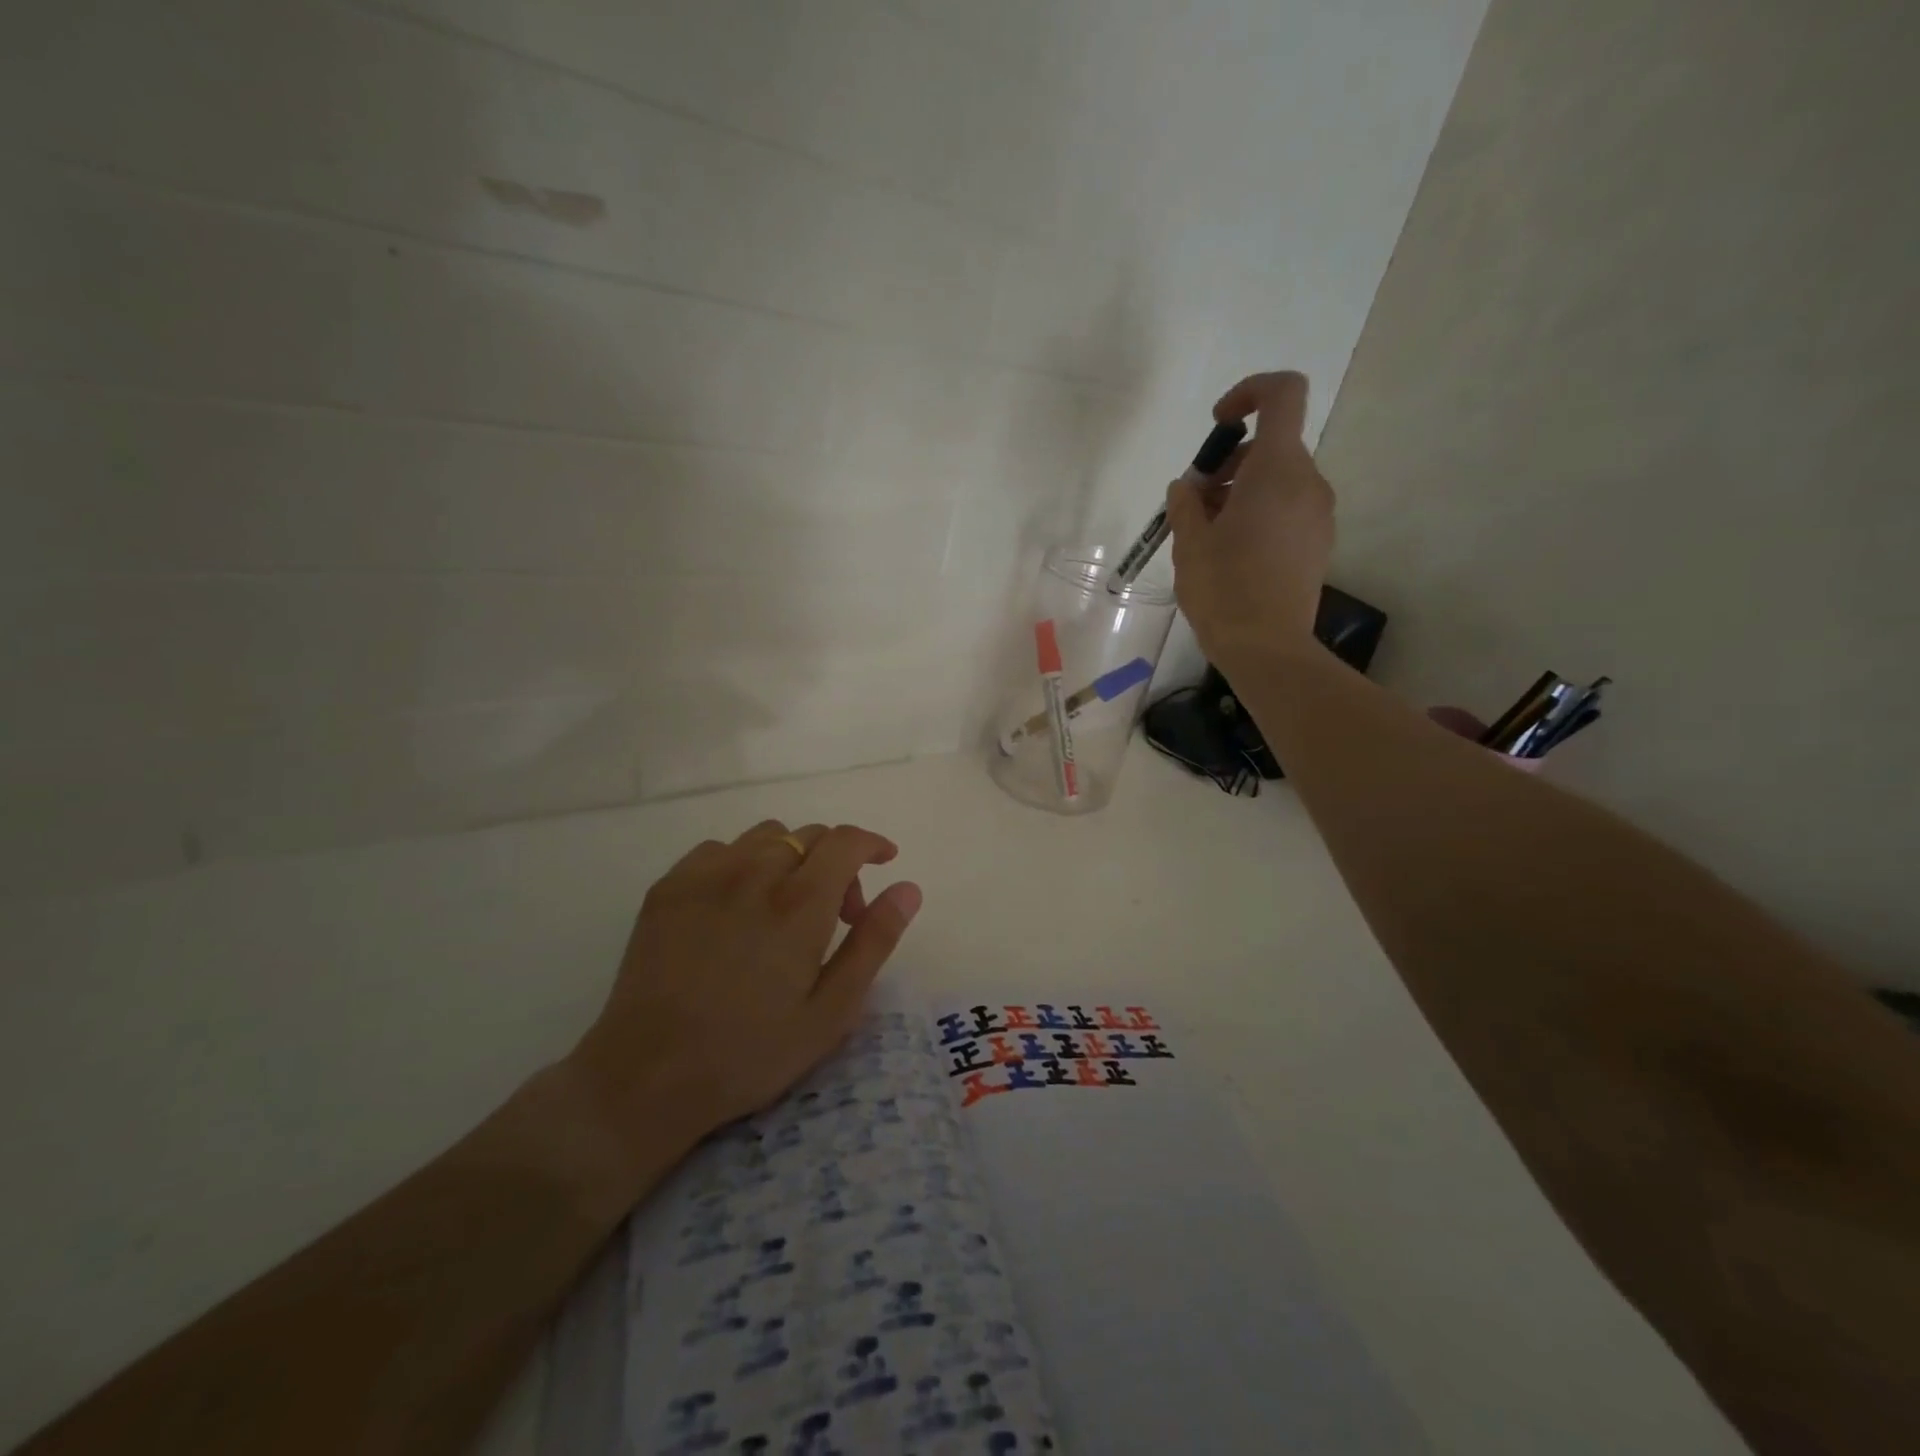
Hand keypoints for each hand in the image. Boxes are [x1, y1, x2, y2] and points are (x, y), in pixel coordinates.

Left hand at [570, 820, 921, 1147]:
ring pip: (765, 836)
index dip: (872, 843)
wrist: (647, 1077)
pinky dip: (744, 863)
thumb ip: (873, 941)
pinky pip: (720, 850)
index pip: (845, 841)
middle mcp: (754, 873)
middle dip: (836, 862)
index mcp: (800, 904)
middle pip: (808, 836)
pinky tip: (738, 906)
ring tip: (785, 906)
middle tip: (835, 915)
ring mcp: (705, 875)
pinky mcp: (668, 887)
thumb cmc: (750, 1052)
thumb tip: (908, 888)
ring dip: (791, 858)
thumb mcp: (831, 1011)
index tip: (884, 859)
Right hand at [1165, 371, 1334, 670]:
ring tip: (1208, 535)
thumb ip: (1186, 503)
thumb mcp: (1190, 542)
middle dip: (1230, 465)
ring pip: (1278, 480)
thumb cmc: (1223, 588)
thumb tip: (1188, 487)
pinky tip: (1232, 554)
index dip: (1248, 393)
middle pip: (1272, 445)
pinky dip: (1259, 514)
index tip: (1217, 426)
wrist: (1267, 647)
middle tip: (1195, 505)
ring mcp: (1318, 514)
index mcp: (1278, 470)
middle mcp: (1308, 482)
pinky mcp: (1318, 543)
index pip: (1282, 394)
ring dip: (1242, 492)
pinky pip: (1288, 509)